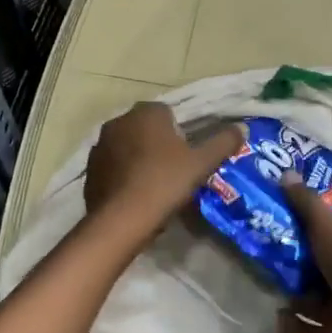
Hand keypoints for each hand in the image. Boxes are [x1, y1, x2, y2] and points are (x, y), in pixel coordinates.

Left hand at [84, 103, 243, 224]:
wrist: (122, 219)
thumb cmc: (165, 182)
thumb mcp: (201, 163)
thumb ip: (223, 142)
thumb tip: (242, 128)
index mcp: (146, 112)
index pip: (166, 112)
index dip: (178, 133)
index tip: (186, 155)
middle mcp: (119, 121)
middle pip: (145, 128)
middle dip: (156, 143)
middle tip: (173, 170)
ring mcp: (100, 145)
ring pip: (127, 146)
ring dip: (137, 158)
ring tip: (153, 185)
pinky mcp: (89, 169)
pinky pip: (112, 166)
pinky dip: (122, 174)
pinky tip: (134, 195)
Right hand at [278, 174, 331, 332]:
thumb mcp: (328, 228)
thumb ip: (306, 204)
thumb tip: (285, 172)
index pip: (330, 235)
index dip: (307, 230)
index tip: (278, 225)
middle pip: (318, 269)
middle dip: (295, 266)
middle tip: (264, 257)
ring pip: (314, 301)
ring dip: (293, 297)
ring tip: (268, 287)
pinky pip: (310, 332)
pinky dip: (294, 327)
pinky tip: (277, 319)